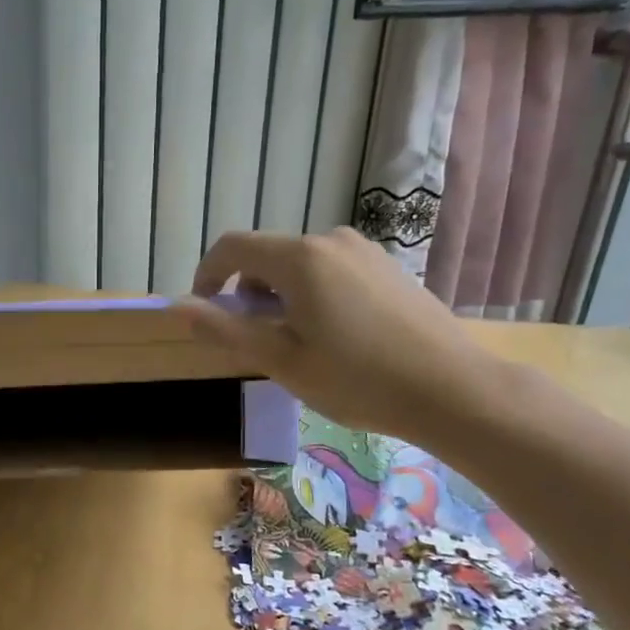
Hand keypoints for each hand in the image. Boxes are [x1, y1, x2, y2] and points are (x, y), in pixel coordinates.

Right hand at [175, 228, 496, 448]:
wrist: (453, 389)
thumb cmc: (357, 379)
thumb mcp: (281, 360)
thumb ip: (225, 329)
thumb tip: (176, 306)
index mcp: (299, 257)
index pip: (232, 247)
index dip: (207, 275)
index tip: (206, 312)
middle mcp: (330, 240)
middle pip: (267, 255)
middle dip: (248, 292)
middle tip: (257, 342)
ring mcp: (364, 250)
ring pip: (300, 264)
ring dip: (281, 296)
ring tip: (298, 344)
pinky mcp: (387, 266)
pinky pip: (331, 270)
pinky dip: (313, 294)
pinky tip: (336, 336)